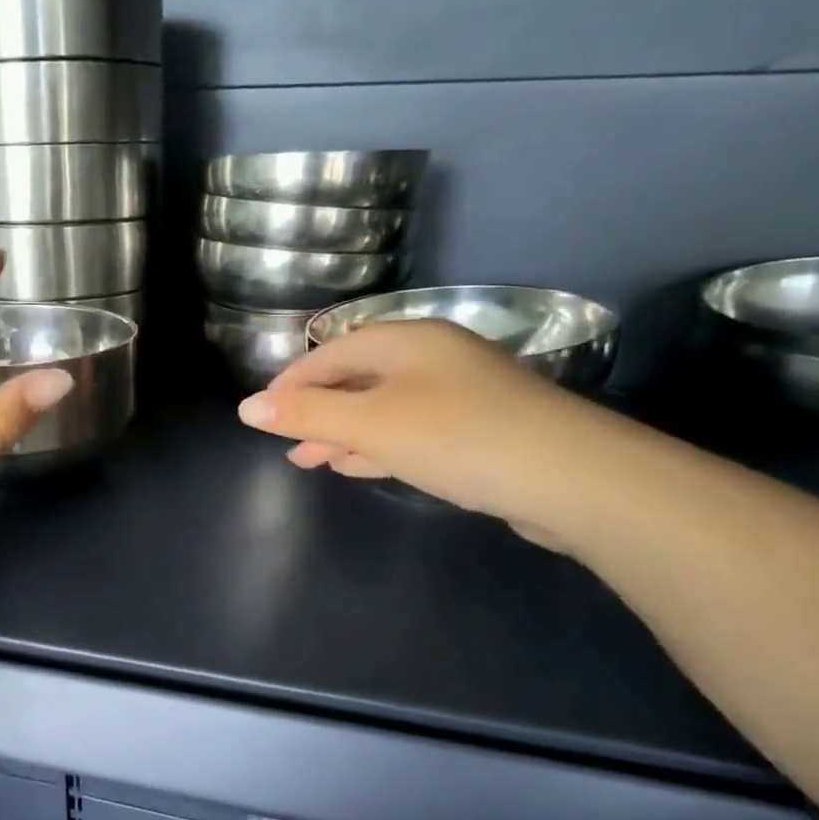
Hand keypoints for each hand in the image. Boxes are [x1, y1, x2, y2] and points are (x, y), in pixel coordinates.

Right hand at [235, 319, 603, 534]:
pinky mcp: (479, 431)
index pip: (332, 353)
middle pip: (358, 379)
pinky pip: (412, 431)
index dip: (291, 383)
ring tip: (313, 461)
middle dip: (318, 412)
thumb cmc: (458, 437)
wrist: (572, 478)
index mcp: (407, 341)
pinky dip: (380, 446)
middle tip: (287, 444)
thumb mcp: (371, 425)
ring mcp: (460, 394)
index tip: (262, 416)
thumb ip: (308, 416)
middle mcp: (433, 358)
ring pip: (384, 408)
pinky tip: (360, 465)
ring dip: (345, 433)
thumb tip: (246, 409)